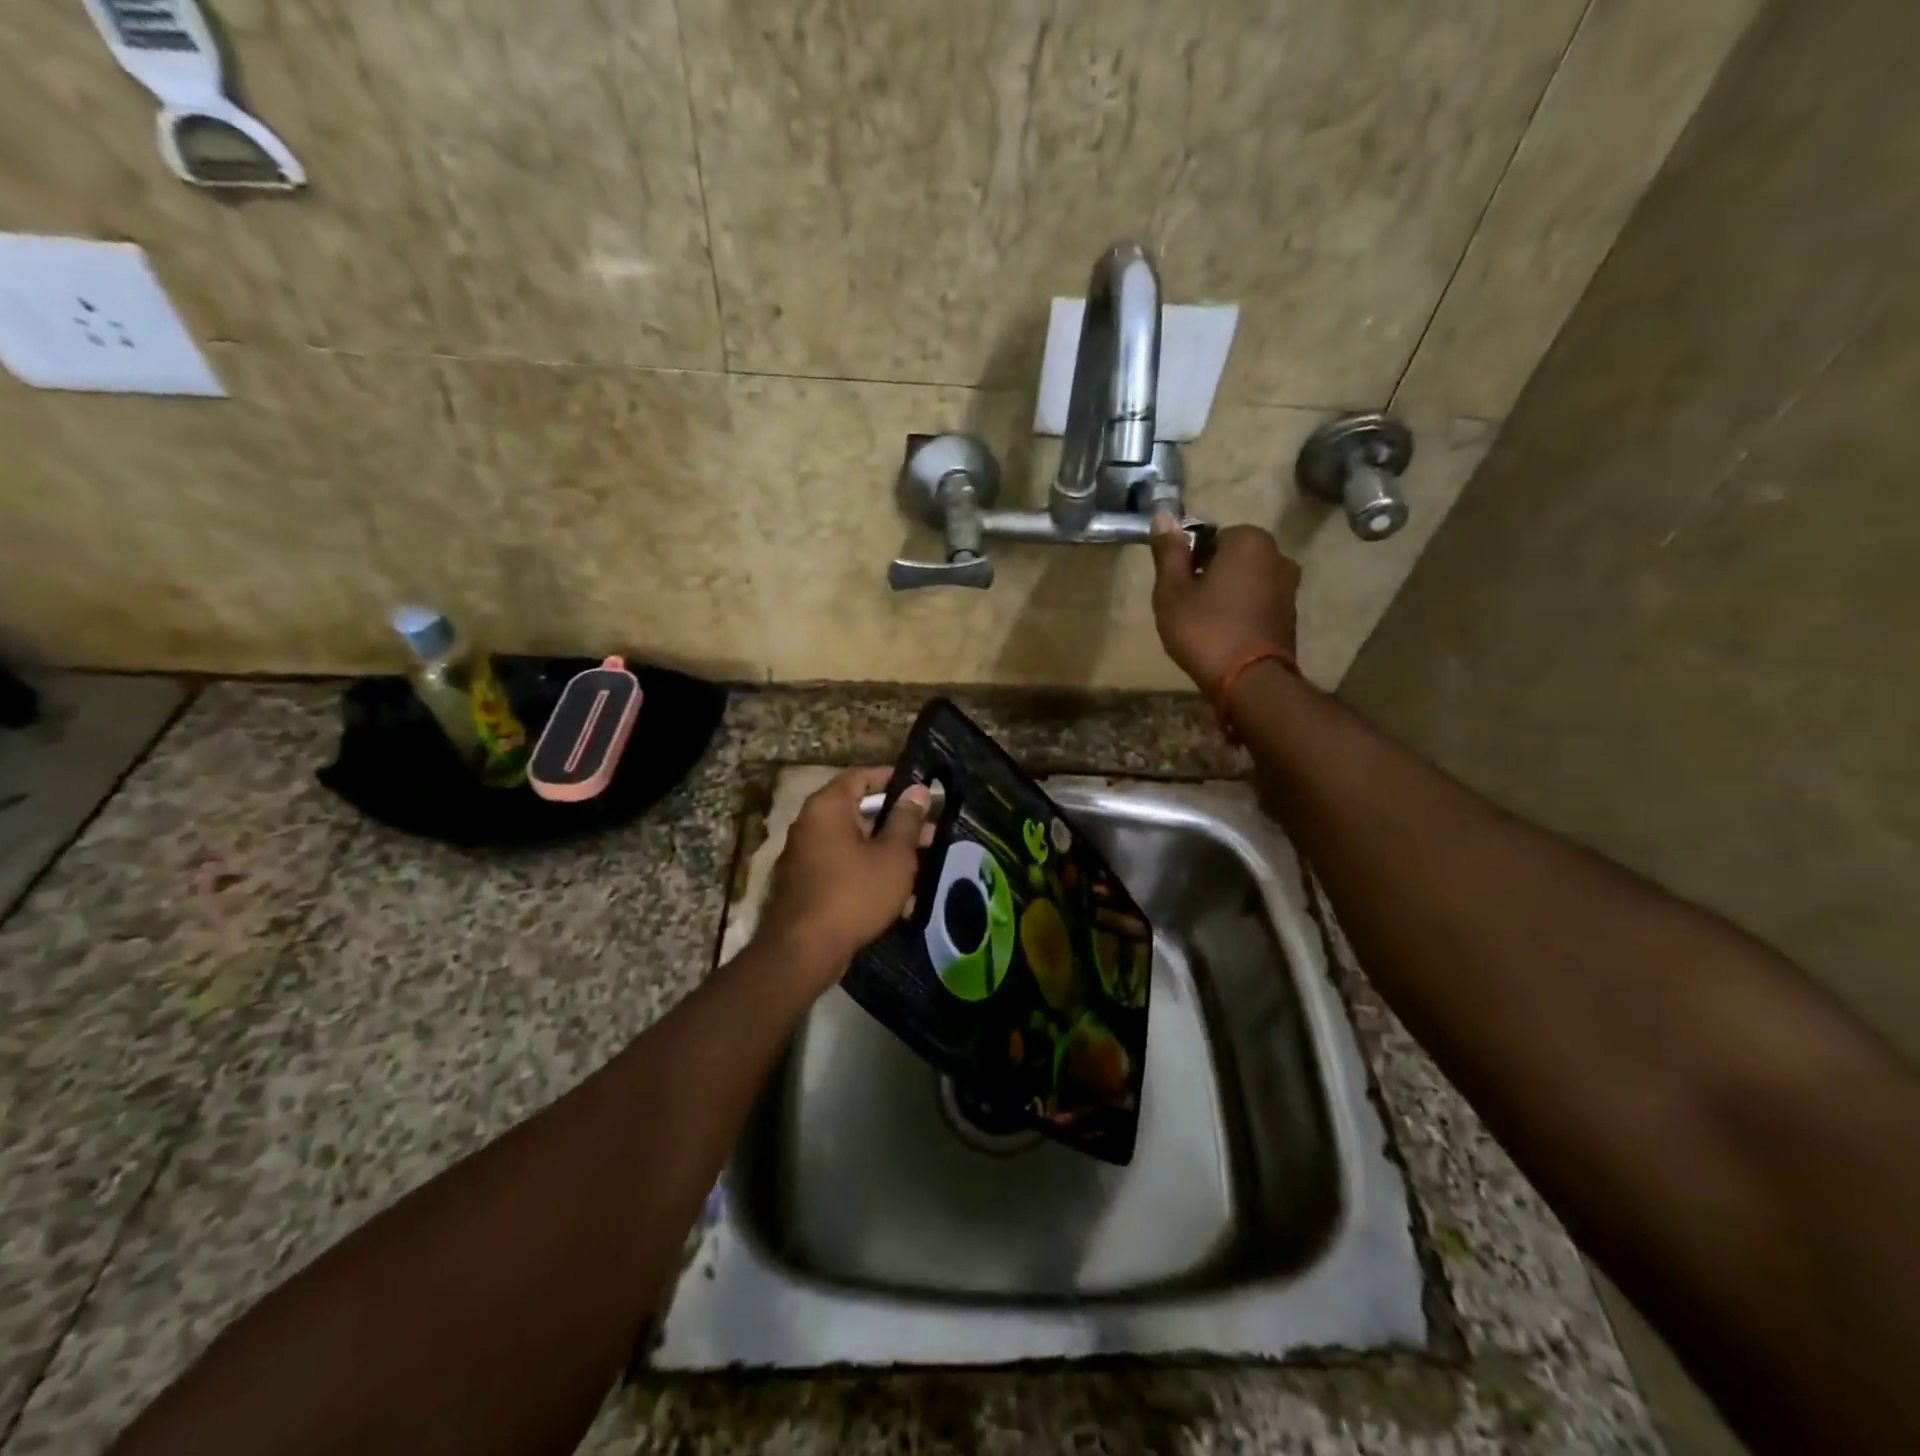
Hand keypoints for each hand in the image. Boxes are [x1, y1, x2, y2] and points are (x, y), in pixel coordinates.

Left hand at [757, 767, 932, 985]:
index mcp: (828, 807)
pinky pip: (845, 868)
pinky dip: (871, 874)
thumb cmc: (854, 893)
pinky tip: (902, 898)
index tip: (922, 790)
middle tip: (932, 833)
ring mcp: (807, 856)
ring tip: (925, 865)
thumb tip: (917, 790)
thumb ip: (907, 820)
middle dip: (898, 823)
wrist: (805, 951)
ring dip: (889, 852)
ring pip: (856, 844)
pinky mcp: (809, 885)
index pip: (862, 776)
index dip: (894, 779)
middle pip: (860, 812)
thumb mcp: (893, 855)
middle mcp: (811, 824)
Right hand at [1148, 517, 1300, 695]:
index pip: (1210, 537)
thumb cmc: (1205, 630)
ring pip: (1245, 581)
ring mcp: (1289, 586)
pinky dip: (1241, 613)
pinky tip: (1225, 636)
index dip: (1189, 562)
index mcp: (1249, 540)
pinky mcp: (1291, 615)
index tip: (1178, 588)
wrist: (1250, 681)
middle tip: (1188, 607)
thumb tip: (1163, 516)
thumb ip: (1168, 552)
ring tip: (1205, 625)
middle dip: (1210, 576)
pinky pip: (1257, 603)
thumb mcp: (1172, 591)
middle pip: (1230, 558)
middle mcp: (1278, 555)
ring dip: (1226, 595)